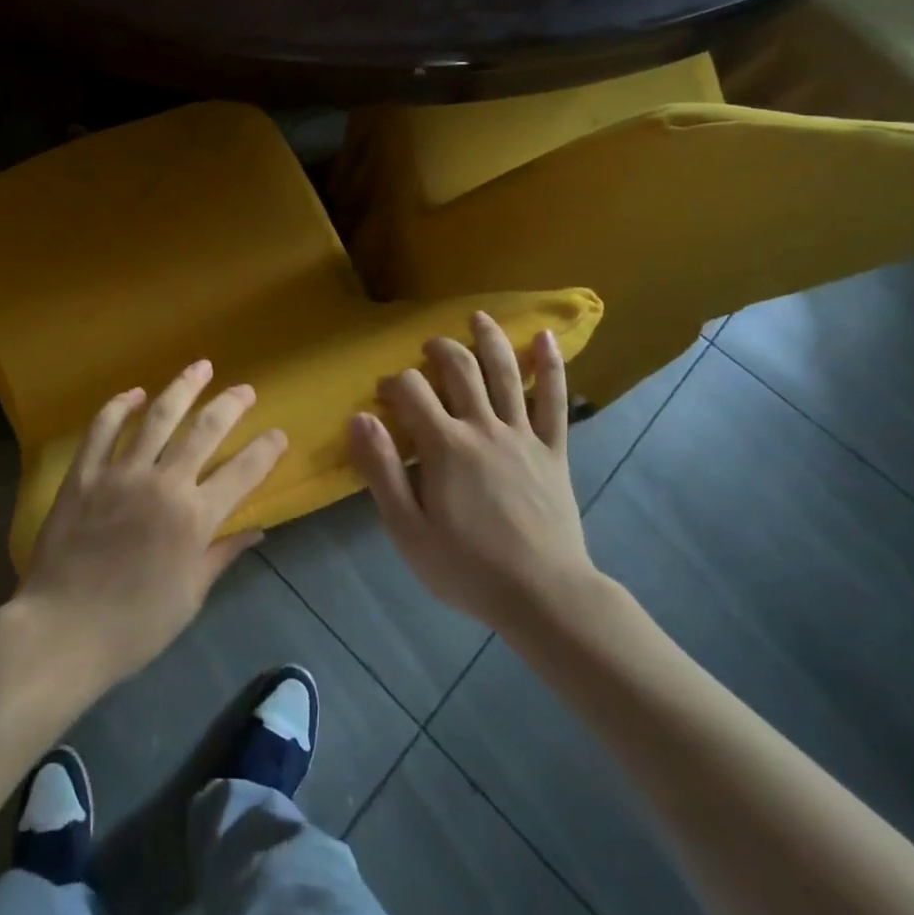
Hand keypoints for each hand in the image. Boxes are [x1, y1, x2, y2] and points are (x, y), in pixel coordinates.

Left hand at [13, 360, 288, 689]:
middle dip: (230, 405)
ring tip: (200, 367)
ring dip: (182, 387)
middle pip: (204, 430)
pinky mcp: (85, 473)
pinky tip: (134, 393)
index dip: (265, 450)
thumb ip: (222, 554)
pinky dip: (119, 406)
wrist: (63, 631)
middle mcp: (163, 484)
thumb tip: (257, 530)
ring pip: (158, 416)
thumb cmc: (134, 625)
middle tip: (245, 389)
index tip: (278, 434)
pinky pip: (103, 428)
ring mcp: (121, 473)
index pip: (243, 472)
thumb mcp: (190, 596)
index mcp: (195, 518)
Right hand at [348, 314, 598, 630]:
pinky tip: (545, 337)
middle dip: (438, 350)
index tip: (383, 395)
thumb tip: (358, 417)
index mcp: (446, 445)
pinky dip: (551, 366)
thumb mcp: (408, 529)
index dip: (393, 383)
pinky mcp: (553, 451)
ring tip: (478, 317)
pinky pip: (555, 401)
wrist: (545, 598)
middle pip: (459, 369)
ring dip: (489, 339)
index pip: (412, 390)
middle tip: (427, 349)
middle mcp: (484, 428)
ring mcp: (522, 436)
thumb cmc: (467, 567)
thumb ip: (381, 470)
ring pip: (505, 373)